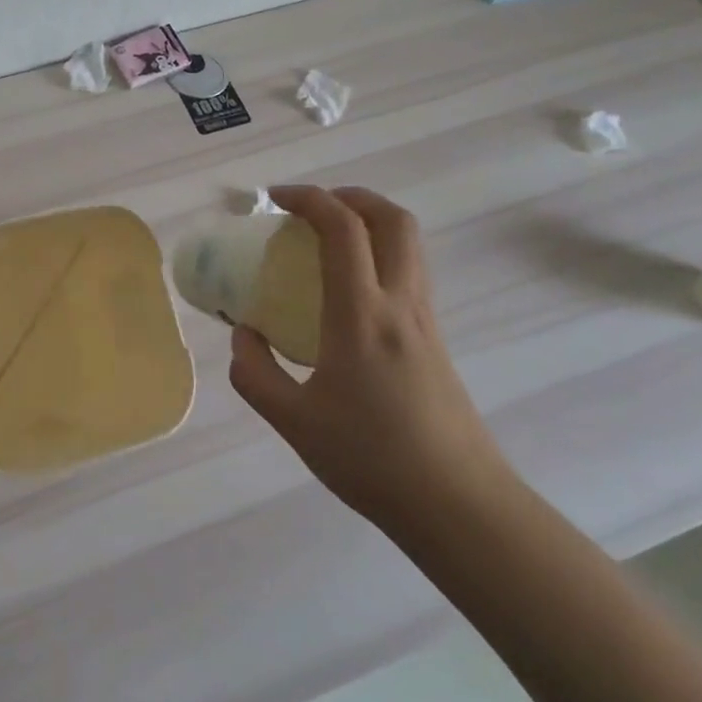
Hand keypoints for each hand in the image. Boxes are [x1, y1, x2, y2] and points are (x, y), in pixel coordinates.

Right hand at [228, 186, 512, 548]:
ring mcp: (425, 319)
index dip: (308, 198)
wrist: (458, 505)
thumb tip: (243, 336)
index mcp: (361, 314)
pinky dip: (379, 255)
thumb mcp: (293, 422)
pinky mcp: (436, 340)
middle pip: (392, 218)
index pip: (342, 228)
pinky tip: (349, 293)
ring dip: (370, 222)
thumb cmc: (371, 459)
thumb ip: (255, 373)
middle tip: (312, 208)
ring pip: (409, 243)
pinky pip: (409, 272)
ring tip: (328, 241)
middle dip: (350, 196)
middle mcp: (400, 303)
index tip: (275, 199)